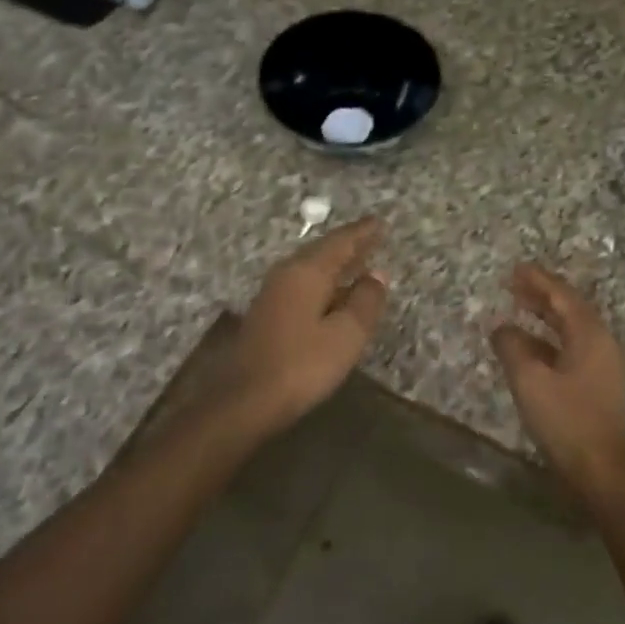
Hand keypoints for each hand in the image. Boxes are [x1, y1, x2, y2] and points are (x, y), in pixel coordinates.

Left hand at [226, 217, 389, 432]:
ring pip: (310, 269)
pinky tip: (332, 293)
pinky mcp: (267, 315)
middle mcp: (286, 275)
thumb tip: (377, 275)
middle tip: (372, 237)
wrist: (244, 400)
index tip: (380, 222)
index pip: (340, 243)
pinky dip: (323, 282)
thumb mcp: (345, 335)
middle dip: (348, 244)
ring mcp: (273, 295)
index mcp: (307, 273)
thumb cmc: (301, 365)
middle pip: (322, 252)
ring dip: (335, 264)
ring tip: (357, 262)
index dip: (362, 233)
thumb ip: (365, 302)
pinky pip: (302, 285)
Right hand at [490, 262, 624, 491]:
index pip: (562, 296)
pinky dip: (548, 340)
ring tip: (518, 307)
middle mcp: (600, 343)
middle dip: (542, 295)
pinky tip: (527, 346)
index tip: (516, 268)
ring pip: (570, 329)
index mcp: (589, 335)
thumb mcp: (530, 381)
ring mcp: (601, 365)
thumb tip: (501, 328)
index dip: (538, 281)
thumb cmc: (566, 420)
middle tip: (514, 283)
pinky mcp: (596, 384)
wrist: (601, 469)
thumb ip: (512, 348)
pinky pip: (570, 348)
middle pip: (569, 309)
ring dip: (545, 316)